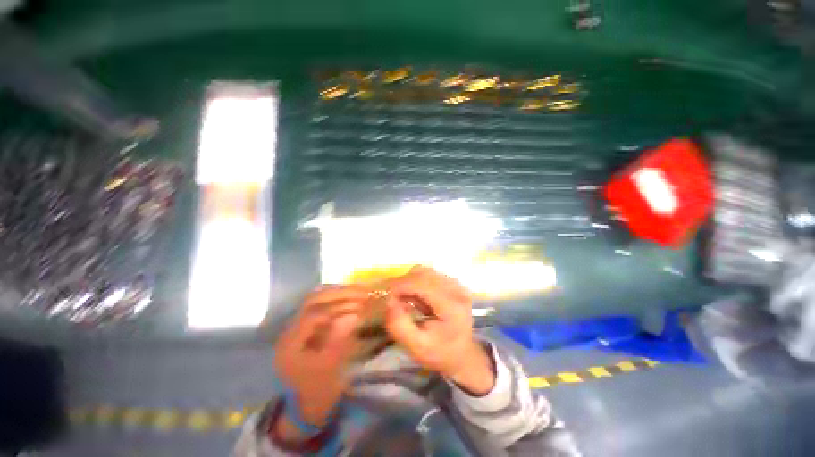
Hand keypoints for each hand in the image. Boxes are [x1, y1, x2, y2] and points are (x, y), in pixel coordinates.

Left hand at [273, 285, 367, 426]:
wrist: (305, 405)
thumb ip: (340, 339)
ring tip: (359, 292)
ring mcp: (298, 326)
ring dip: (338, 294)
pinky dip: (337, 300)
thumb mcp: (331, 368)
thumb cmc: (318, 391)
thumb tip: (354, 315)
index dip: (338, 307)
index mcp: (291, 344)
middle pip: (313, 301)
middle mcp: (290, 330)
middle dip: (339, 294)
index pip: (313, 314)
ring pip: (316, 300)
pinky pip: (321, 306)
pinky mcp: (307, 326)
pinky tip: (351, 299)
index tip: (359, 305)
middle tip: (361, 292)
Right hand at [384, 266, 494, 394]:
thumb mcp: (416, 347)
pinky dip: (417, 282)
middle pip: (423, 273)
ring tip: (406, 300)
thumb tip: (389, 301)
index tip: (386, 296)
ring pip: (425, 271)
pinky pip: (429, 274)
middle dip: (403, 283)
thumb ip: (399, 326)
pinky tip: (416, 297)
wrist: (462, 354)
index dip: (401, 285)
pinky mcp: (453, 283)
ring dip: (410, 282)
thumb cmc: (439, 353)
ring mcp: (457, 284)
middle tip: (394, 300)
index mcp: (451, 306)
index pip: (422, 283)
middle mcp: (457, 290)